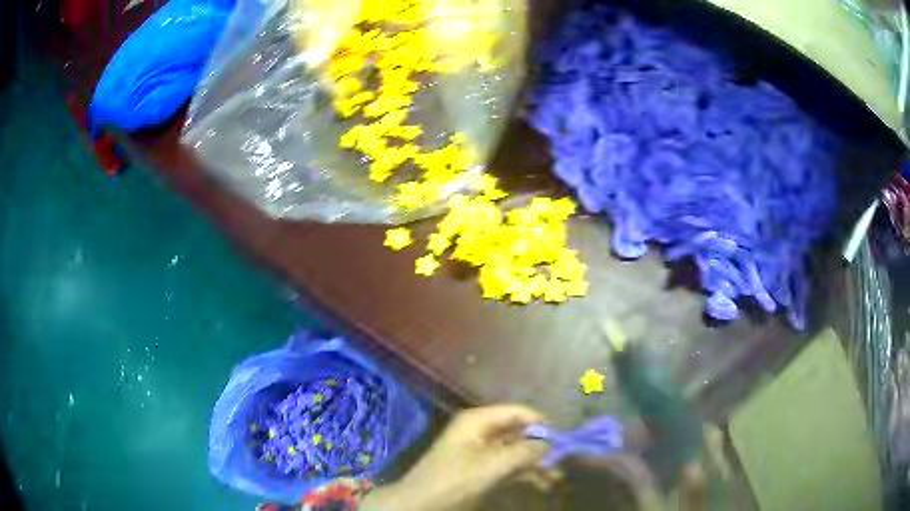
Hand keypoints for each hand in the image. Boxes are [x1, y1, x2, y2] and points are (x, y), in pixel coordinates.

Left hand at [362, 405, 548, 510]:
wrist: (421, 505)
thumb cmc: (454, 479)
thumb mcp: (491, 464)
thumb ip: (524, 452)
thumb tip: (553, 444)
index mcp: (479, 421)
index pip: (517, 412)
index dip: (541, 423)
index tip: (564, 438)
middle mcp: (482, 432)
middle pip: (520, 433)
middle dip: (542, 448)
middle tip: (564, 462)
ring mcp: (482, 453)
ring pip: (517, 452)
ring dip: (537, 464)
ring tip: (558, 478)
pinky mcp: (482, 471)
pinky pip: (510, 467)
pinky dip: (526, 474)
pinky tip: (544, 484)